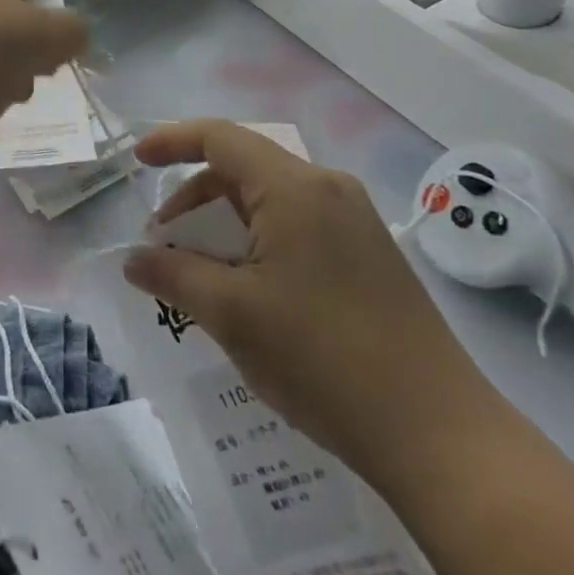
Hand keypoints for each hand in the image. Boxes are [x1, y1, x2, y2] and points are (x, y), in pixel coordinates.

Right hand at [123, 121, 498, 477]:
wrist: (440, 436)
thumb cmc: (323, 359)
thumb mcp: (231, 313)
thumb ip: (173, 275)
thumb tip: (133, 260)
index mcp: (295, 188)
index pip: (220, 138)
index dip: (172, 141)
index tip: (137, 161)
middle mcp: (329, 190)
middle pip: (243, 169)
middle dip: (195, 199)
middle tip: (164, 242)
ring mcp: (355, 223)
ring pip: (270, 202)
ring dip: (225, 225)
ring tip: (201, 272)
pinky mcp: (369, 256)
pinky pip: (297, 228)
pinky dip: (258, 243)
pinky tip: (247, 290)